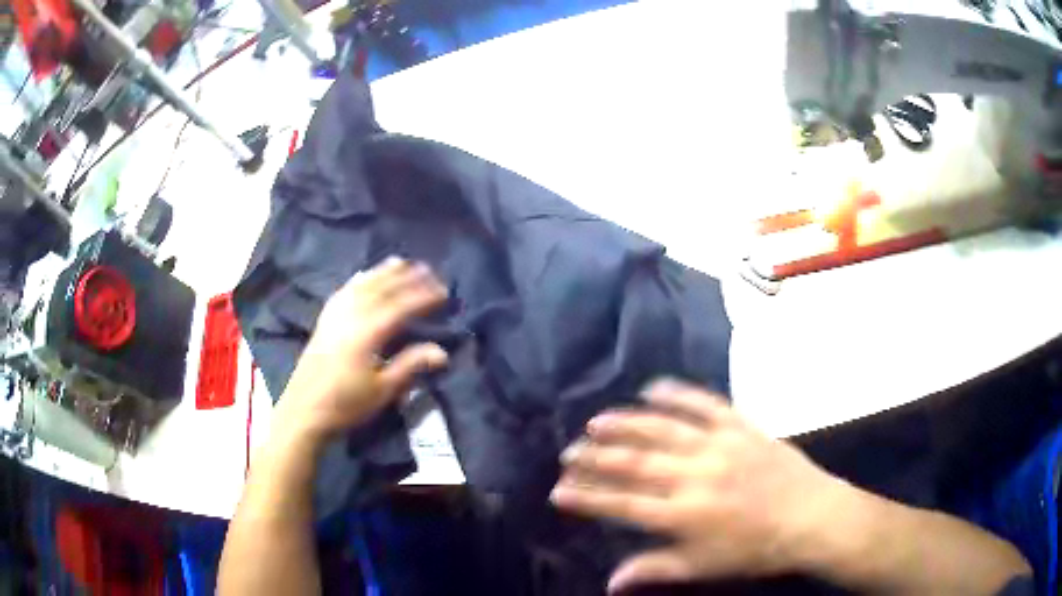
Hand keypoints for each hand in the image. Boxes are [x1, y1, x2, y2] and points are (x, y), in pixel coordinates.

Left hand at [277, 257, 448, 442]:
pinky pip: (343, 292)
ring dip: (382, 272)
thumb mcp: (383, 390)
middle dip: (405, 277)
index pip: (401, 307)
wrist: (304, 411)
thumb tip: (442, 351)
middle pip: (381, 289)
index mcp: (368, 333)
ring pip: (361, 286)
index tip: (444, 291)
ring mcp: (335, 316)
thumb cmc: (346, 405)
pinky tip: (363, 277)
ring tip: (399, 262)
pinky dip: (358, 280)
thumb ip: (410, 365)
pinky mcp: (324, 321)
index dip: (423, 297)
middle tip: (427, 269)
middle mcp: (351, 317)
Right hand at [551, 379, 845, 593]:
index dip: (587, 497)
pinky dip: (676, 393)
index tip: (559, 490)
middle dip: (595, 458)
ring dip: (625, 423)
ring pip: (661, 429)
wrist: (811, 516)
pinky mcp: (740, 425)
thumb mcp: (703, 568)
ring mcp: (718, 445)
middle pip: (634, 462)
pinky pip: (703, 403)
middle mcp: (694, 475)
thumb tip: (610, 582)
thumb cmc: (756, 549)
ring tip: (596, 421)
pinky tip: (652, 388)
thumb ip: (654, 570)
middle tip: (569, 451)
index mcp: (683, 514)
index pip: (622, 504)